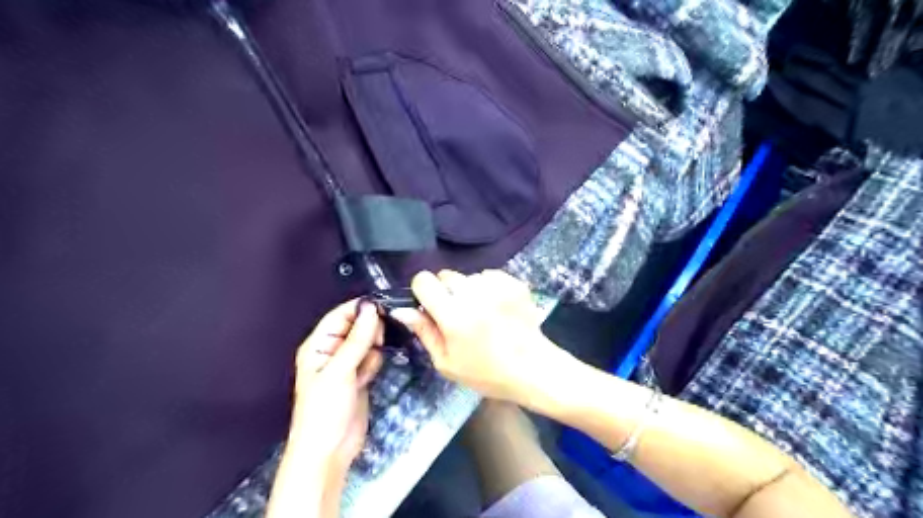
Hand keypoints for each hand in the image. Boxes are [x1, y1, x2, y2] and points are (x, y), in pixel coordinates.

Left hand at [285, 301, 382, 475]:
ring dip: (373, 349)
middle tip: (378, 341)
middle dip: (369, 331)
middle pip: (356, 326)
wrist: (329, 451)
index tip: (382, 307)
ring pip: (367, 342)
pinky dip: (374, 363)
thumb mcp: (340, 371)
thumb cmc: (324, 410)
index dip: (360, 309)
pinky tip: (369, 377)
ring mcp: (347, 365)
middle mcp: (332, 351)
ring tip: (368, 366)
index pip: (340, 315)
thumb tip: (371, 309)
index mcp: (318, 345)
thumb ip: (357, 339)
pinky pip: (372, 359)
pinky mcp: (360, 377)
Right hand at [391, 272, 575, 409]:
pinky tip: (497, 307)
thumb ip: (424, 331)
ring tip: (481, 314)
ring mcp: (497, 286)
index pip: (424, 280)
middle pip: (445, 275)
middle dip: (445, 292)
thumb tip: (402, 310)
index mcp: (453, 315)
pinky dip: (488, 287)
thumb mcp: (447, 362)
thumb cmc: (486, 373)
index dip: (422, 292)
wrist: (532, 369)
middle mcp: (474, 294)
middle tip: (458, 316)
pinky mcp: (514, 282)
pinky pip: (489, 275)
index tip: (430, 307)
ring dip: (468, 290)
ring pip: (468, 276)